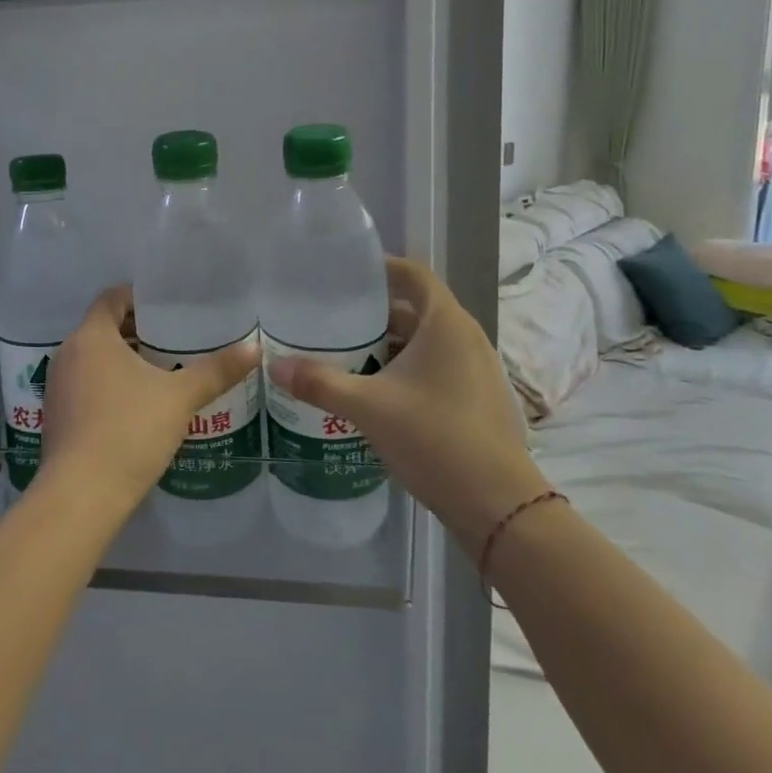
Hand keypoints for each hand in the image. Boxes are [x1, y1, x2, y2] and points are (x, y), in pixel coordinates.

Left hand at [35, 286, 258, 520]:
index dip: (138, 297)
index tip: (166, 306)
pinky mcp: (57, 415)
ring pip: (93, 358)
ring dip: (123, 360)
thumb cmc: (130, 430)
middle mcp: (68, 353)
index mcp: (91, 337)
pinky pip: (85, 384)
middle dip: (136, 331)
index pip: (111, 298)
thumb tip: (255, 348)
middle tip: (174, 339)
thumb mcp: (180, 398)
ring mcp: (58, 386)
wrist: (82, 494)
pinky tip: (137, 405)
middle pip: (102, 328)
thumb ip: (216, 371)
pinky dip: (109, 383)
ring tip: (161, 371)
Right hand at [268, 257, 547, 551]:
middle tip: (332, 318)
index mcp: (446, 324)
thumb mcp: (367, 407)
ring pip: (426, 341)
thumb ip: (319, 383)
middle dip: (375, 312)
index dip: (380, 268)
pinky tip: (376, 389)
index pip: (413, 274)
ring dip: (390, 343)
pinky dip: (407, 367)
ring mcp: (476, 369)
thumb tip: (274, 367)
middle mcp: (466, 337)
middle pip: (417, 308)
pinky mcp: (477, 397)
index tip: (344, 274)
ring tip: (346, 353)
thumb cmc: (434, 438)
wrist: (497, 504)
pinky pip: (437, 365)